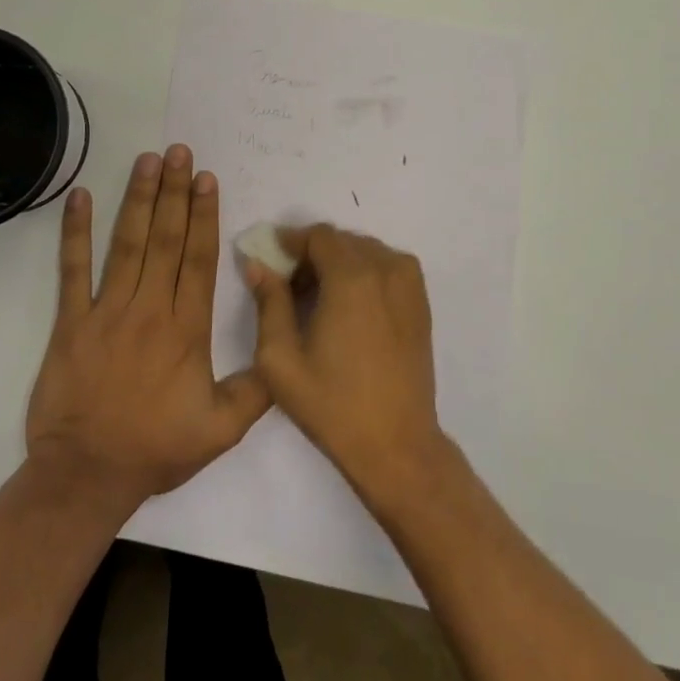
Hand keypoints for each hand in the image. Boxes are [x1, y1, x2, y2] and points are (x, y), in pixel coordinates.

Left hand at [26, 146, 270, 515]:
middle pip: (164, 240)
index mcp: (186, 331)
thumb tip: (282, 352)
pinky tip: (80, 197)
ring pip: (126, 245)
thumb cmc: (155, 449)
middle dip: (175, 192)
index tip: (207, 178)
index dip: (204, 216)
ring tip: (148, 160)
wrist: (85, 476)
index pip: (198, 260)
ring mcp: (106, 312)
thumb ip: (257, 390)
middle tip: (180, 151)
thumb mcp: (222, 431)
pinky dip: (75, 232)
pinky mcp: (70, 322)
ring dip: (138, 199)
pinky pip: (72, 270)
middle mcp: (148, 310)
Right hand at [244, 225, 446, 500]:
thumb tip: (258, 264)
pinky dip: (364, 272)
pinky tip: (349, 307)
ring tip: (318, 299)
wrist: (396, 445)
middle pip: (342, 241)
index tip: (270, 260)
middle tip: (288, 285)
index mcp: (352, 278)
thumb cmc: (332, 404)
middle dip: (312, 254)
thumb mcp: (281, 359)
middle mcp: (386, 269)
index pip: (319, 235)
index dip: (291, 241)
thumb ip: (268, 302)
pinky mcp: (421, 302)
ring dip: (339, 262)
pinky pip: (387, 267)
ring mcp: (409, 284)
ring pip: (365, 251)